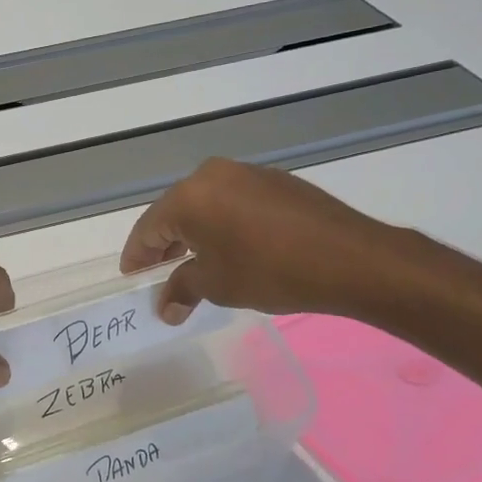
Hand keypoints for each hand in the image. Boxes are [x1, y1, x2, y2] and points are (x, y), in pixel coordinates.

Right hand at [120, 158, 407, 320]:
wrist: (351, 258)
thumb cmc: (271, 271)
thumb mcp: (218, 285)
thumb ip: (182, 290)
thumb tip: (165, 308)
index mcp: (189, 196)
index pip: (148, 227)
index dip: (137, 254)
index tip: (131, 276)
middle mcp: (212, 175)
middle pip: (175, 211)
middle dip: (164, 243)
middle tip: (158, 271)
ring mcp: (246, 173)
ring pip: (205, 204)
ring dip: (195, 232)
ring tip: (194, 262)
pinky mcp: (275, 181)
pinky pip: (233, 201)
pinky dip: (223, 223)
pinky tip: (232, 246)